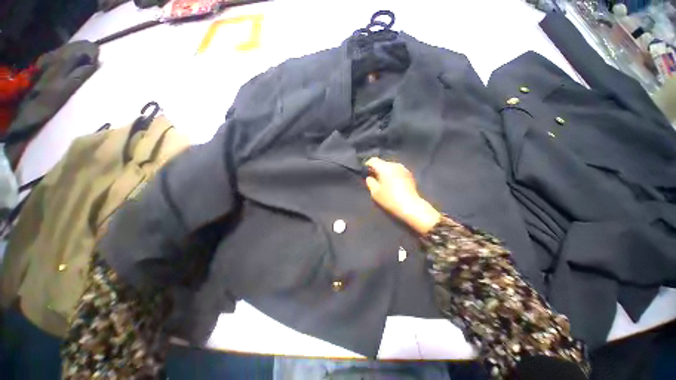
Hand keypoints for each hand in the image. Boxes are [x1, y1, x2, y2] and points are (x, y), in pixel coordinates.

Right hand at [365, 158, 440, 234]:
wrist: (410, 207)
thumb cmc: (389, 199)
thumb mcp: (375, 192)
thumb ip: (370, 182)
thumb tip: (369, 177)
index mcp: (385, 167)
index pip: (372, 160)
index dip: (367, 166)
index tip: (365, 174)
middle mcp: (394, 164)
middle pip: (382, 163)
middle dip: (376, 170)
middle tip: (373, 180)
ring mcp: (403, 169)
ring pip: (390, 167)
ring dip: (385, 173)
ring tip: (383, 183)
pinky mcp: (409, 174)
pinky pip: (397, 171)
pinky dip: (393, 175)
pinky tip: (393, 185)